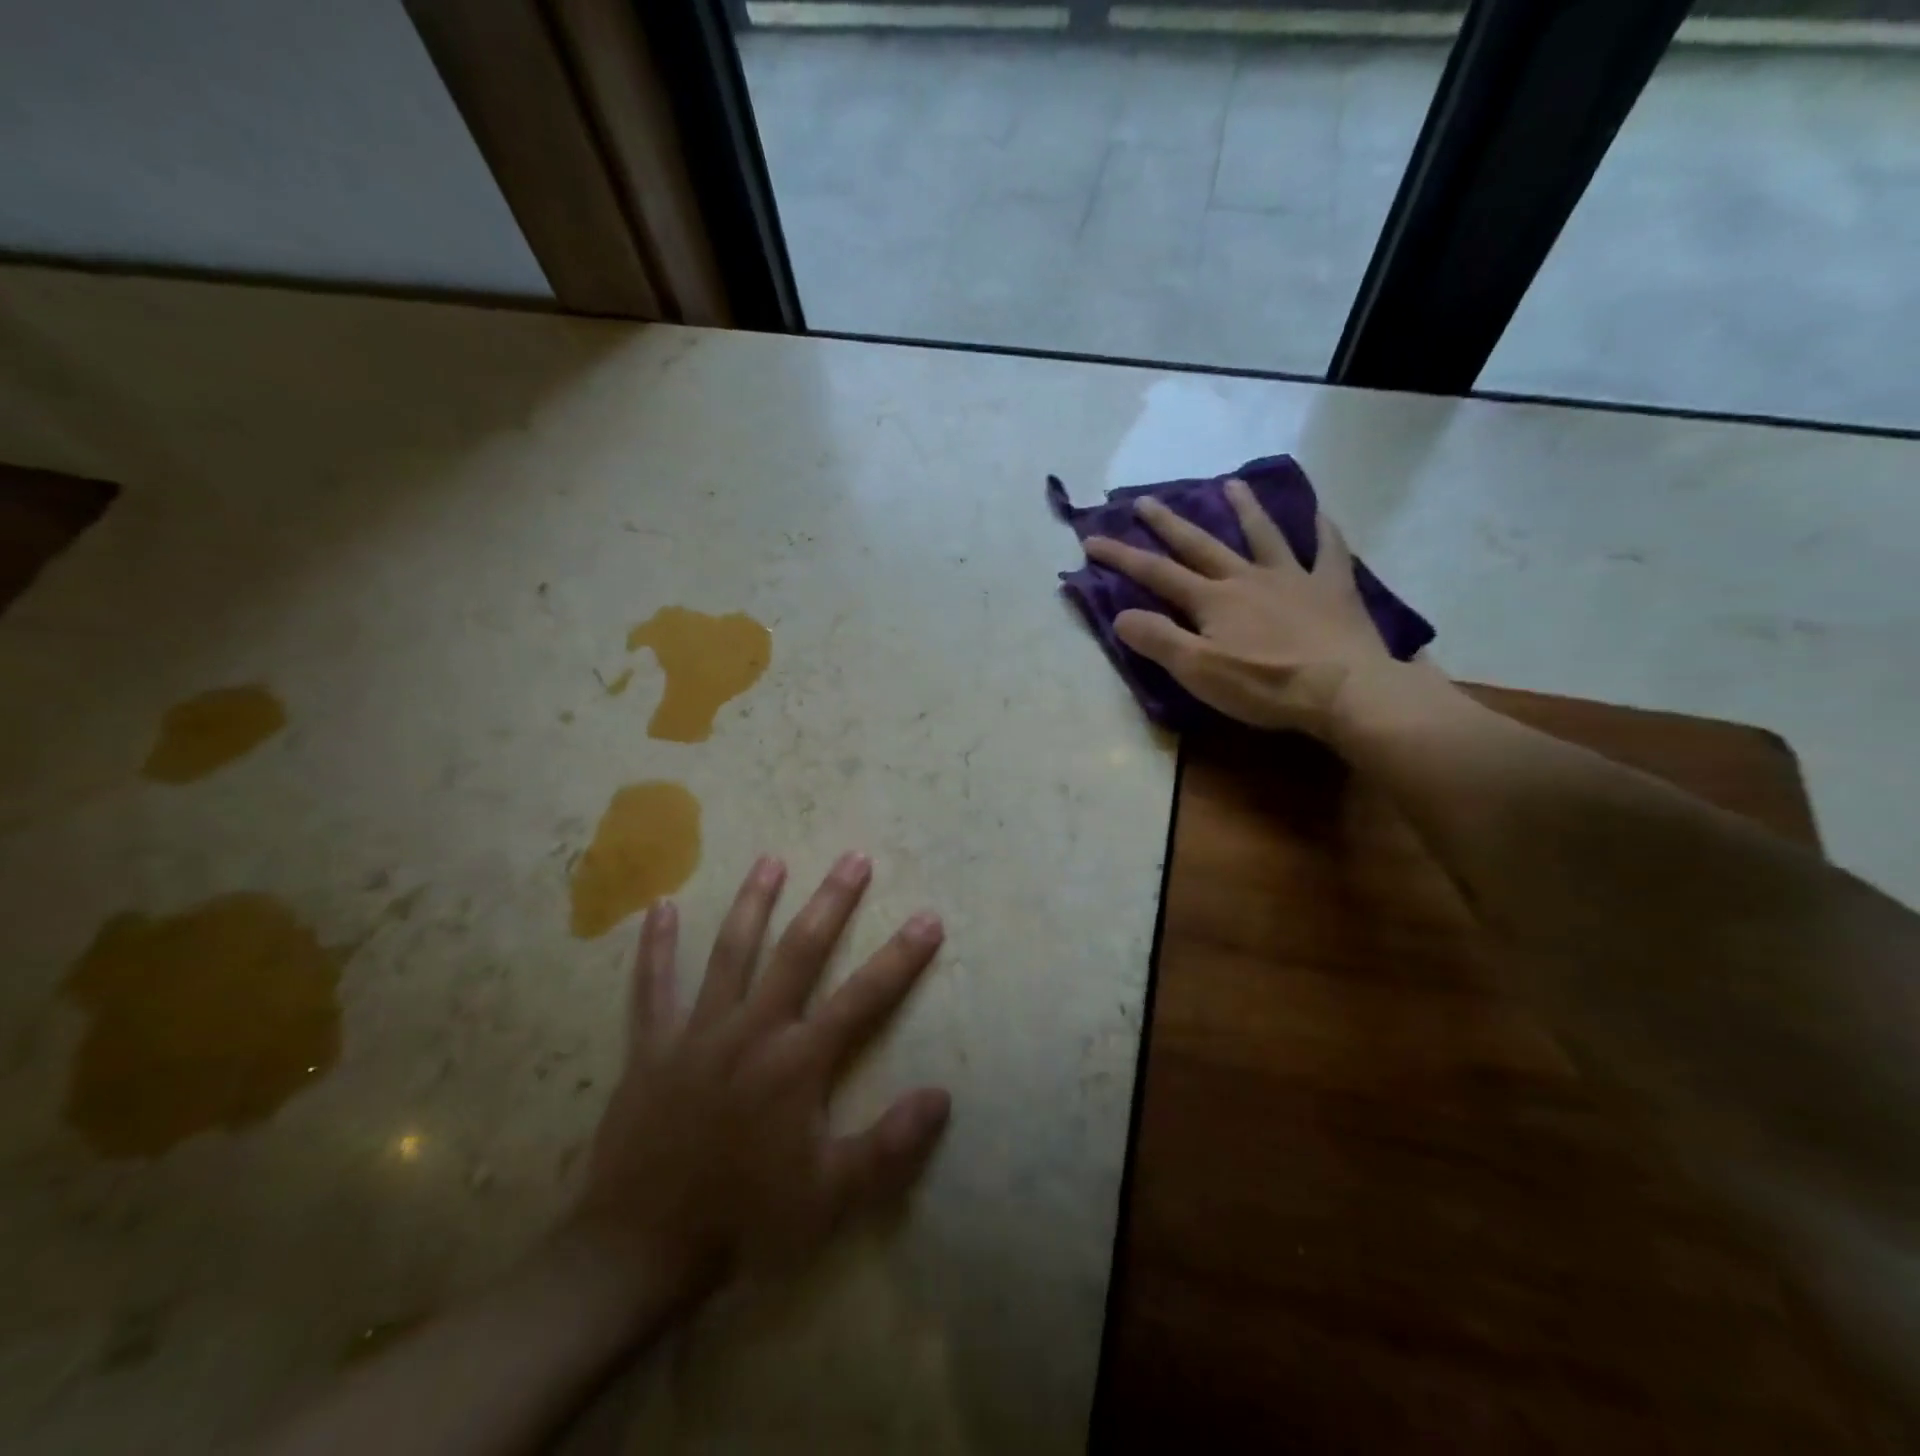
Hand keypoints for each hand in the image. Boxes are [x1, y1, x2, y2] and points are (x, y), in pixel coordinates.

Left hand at [560, 853, 949, 1309]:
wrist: (641, 1250)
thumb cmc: (745, 1220)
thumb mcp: (830, 1197)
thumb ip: (888, 1145)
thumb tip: (942, 1095)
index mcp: (797, 1061)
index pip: (863, 997)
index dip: (901, 957)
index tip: (928, 918)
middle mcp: (752, 1030)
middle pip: (799, 951)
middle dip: (831, 902)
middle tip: (853, 858)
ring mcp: (698, 1032)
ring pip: (730, 952)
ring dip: (753, 903)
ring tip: (771, 860)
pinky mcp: (652, 1046)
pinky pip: (652, 987)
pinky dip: (655, 947)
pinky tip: (659, 907)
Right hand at [1085, 479, 1411, 739]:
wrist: (1344, 689)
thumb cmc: (1265, 685)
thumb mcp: (1198, 671)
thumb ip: (1158, 640)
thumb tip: (1121, 615)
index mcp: (1212, 600)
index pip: (1156, 573)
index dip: (1121, 556)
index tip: (1091, 539)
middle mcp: (1247, 578)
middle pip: (1201, 545)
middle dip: (1169, 523)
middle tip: (1146, 500)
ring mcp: (1293, 578)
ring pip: (1263, 535)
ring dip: (1244, 509)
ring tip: (1230, 484)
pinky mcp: (1332, 589)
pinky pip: (1328, 551)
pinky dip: (1323, 530)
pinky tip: (1320, 514)